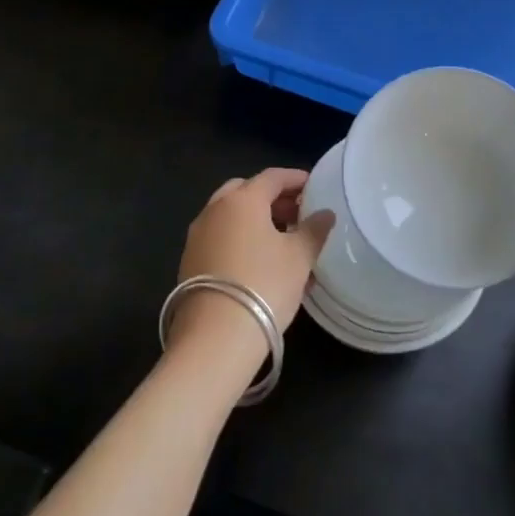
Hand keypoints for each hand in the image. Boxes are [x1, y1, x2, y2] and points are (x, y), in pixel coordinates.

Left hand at [168, 168, 333, 369]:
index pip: (272, 177)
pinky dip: (241, 239)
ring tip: (284, 241)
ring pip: (231, 216)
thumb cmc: (264, 285)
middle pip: (246, 191)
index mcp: (242, 200)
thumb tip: (325, 214)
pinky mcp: (190, 263)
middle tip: (297, 213)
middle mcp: (214, 210)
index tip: (314, 186)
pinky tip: (261, 263)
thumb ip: (314, 230)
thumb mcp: (299, 257)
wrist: (215, 339)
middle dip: (273, 198)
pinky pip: (221, 238)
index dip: (296, 179)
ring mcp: (197, 236)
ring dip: (257, 220)